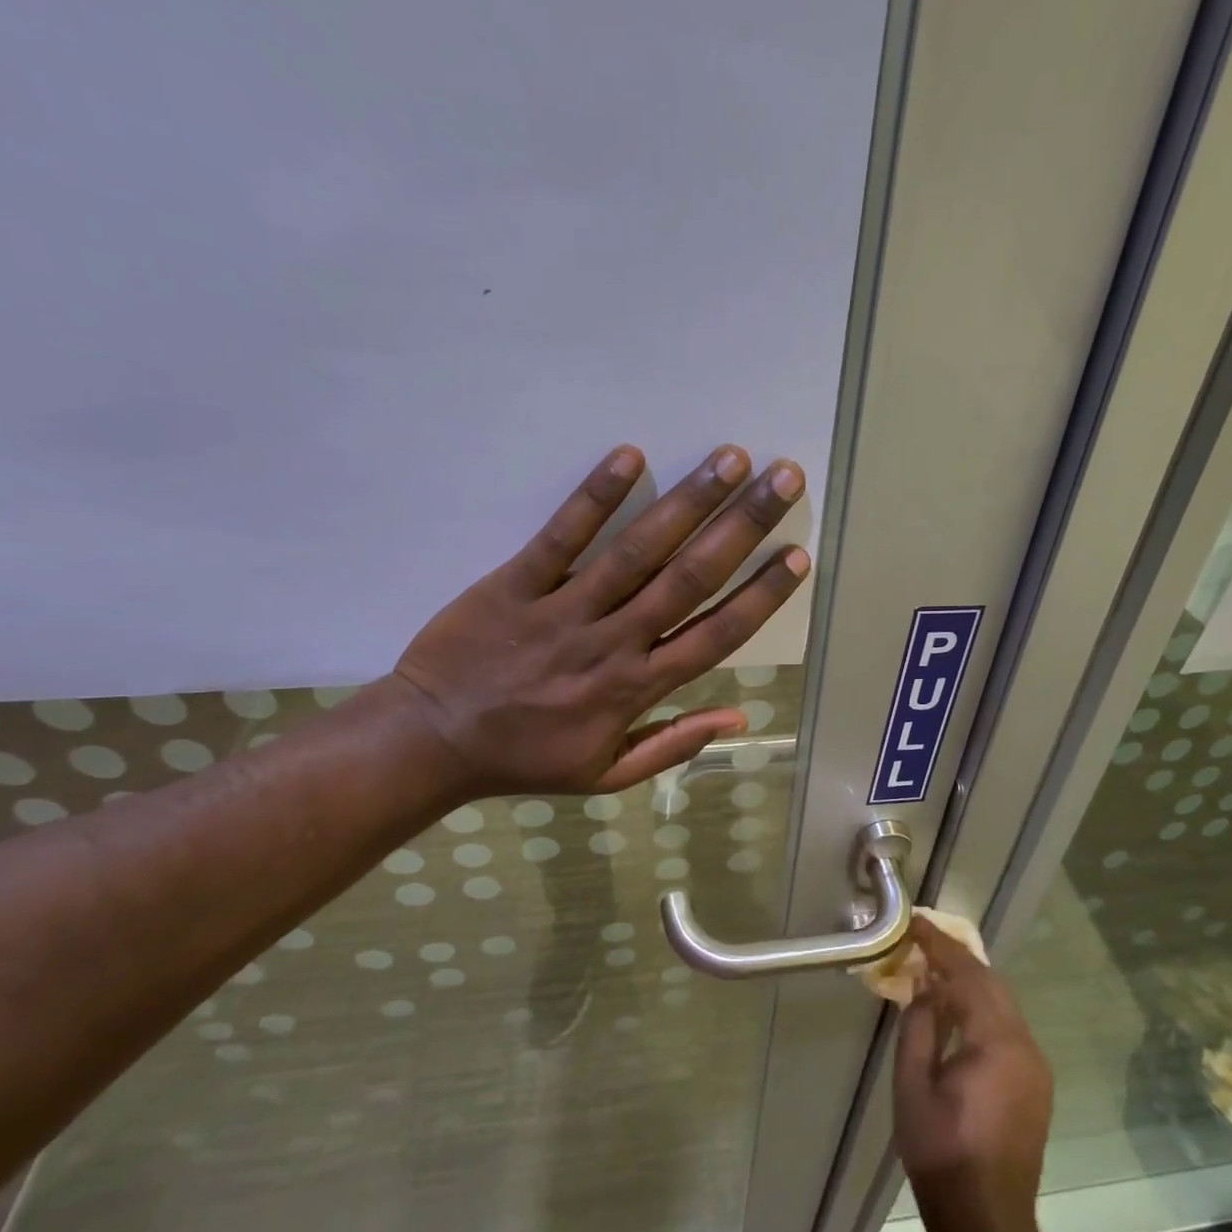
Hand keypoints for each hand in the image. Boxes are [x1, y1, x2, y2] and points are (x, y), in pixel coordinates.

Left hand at [391, 444, 807, 798]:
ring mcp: (563, 609)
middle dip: (743, 527)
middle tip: (784, 479)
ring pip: (637, 551)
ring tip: (731, 458)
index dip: (761, 596)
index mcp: (635, 689)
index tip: (798, 556)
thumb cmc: (525, 759)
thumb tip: (738, 719)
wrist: (432, 742)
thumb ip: (673, 746)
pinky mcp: (514, 583)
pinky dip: (594, 497)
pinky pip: (560, 537)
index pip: (715, 636)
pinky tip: (631, 456)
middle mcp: (612, 642)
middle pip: (689, 579)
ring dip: (688, 502)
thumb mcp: (607, 775)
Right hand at [893, 918, 1053, 1226]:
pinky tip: (956, 1013)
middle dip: (957, 958)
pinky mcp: (1036, 1084)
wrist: (987, 1220)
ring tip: (933, 970)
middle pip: (992, 983)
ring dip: (970, 982)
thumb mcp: (913, 1085)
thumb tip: (924, 986)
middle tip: (922, 941)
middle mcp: (1026, 1045)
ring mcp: (1036, 1066)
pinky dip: (981, 1008)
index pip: (968, 974)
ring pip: (1003, 1005)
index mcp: (997, 1042)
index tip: (915, 922)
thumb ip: (919, 1026)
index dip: (939, 944)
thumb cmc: (941, 1152)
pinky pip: (1007, 1028)